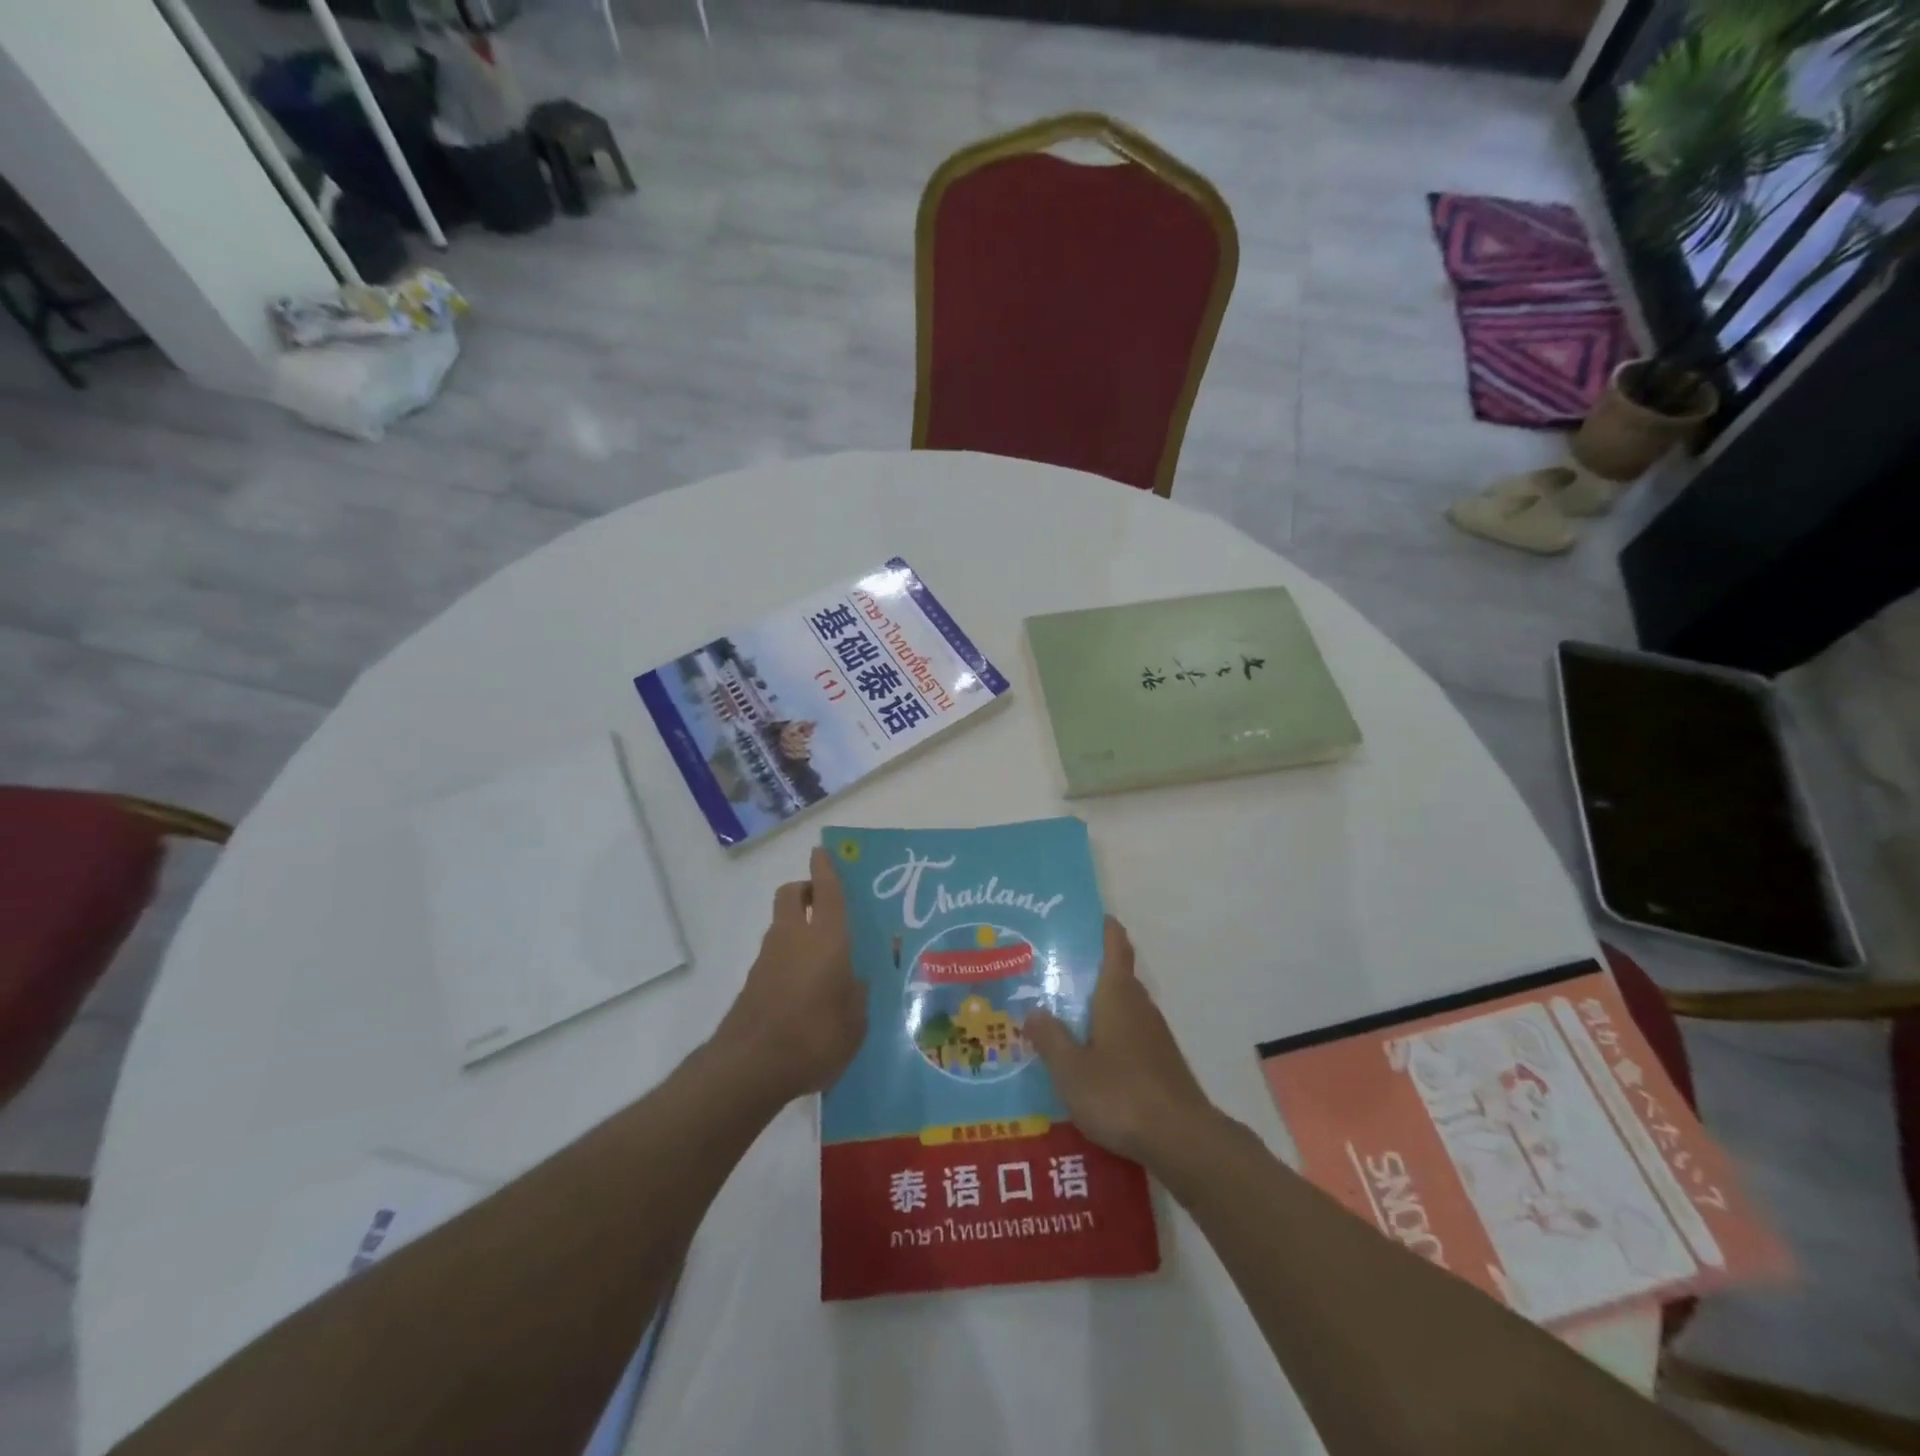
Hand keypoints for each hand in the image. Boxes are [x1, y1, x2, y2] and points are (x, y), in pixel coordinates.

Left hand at [713, 846, 864, 1104]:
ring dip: (798, 927)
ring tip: (824, 955)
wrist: (750, 1067)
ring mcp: (768, 960)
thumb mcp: (856, 1021)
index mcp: (826, 938)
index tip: (822, 852)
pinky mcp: (753, 984)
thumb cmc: (814, 1036)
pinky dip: (789, 958)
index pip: (827, 890)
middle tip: (825, 904)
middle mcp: (794, 938)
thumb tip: (855, 981)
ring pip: (782, 925)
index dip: (825, 868)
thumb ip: (858, 995)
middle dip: (806, 890)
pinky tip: (806, 988)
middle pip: (792, 895)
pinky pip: (776, 956)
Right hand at [1025, 917, 1217, 1165]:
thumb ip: (1050, 1038)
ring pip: (1124, 1008)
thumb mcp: (1071, 1069)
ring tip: (1066, 1015)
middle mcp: (1139, 1007)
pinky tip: (1091, 1058)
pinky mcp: (1161, 1064)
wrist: (1181, 1139)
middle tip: (1056, 972)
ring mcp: (1155, 1036)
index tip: (1092, 916)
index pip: (1116, 948)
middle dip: (1092, 970)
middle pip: (1118, 977)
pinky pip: (1130, 1035)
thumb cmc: (1120, 1093)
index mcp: (1117, 996)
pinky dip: (1110, 1034)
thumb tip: (1032, 1009)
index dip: (1106, 929)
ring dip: (1100, 1006)